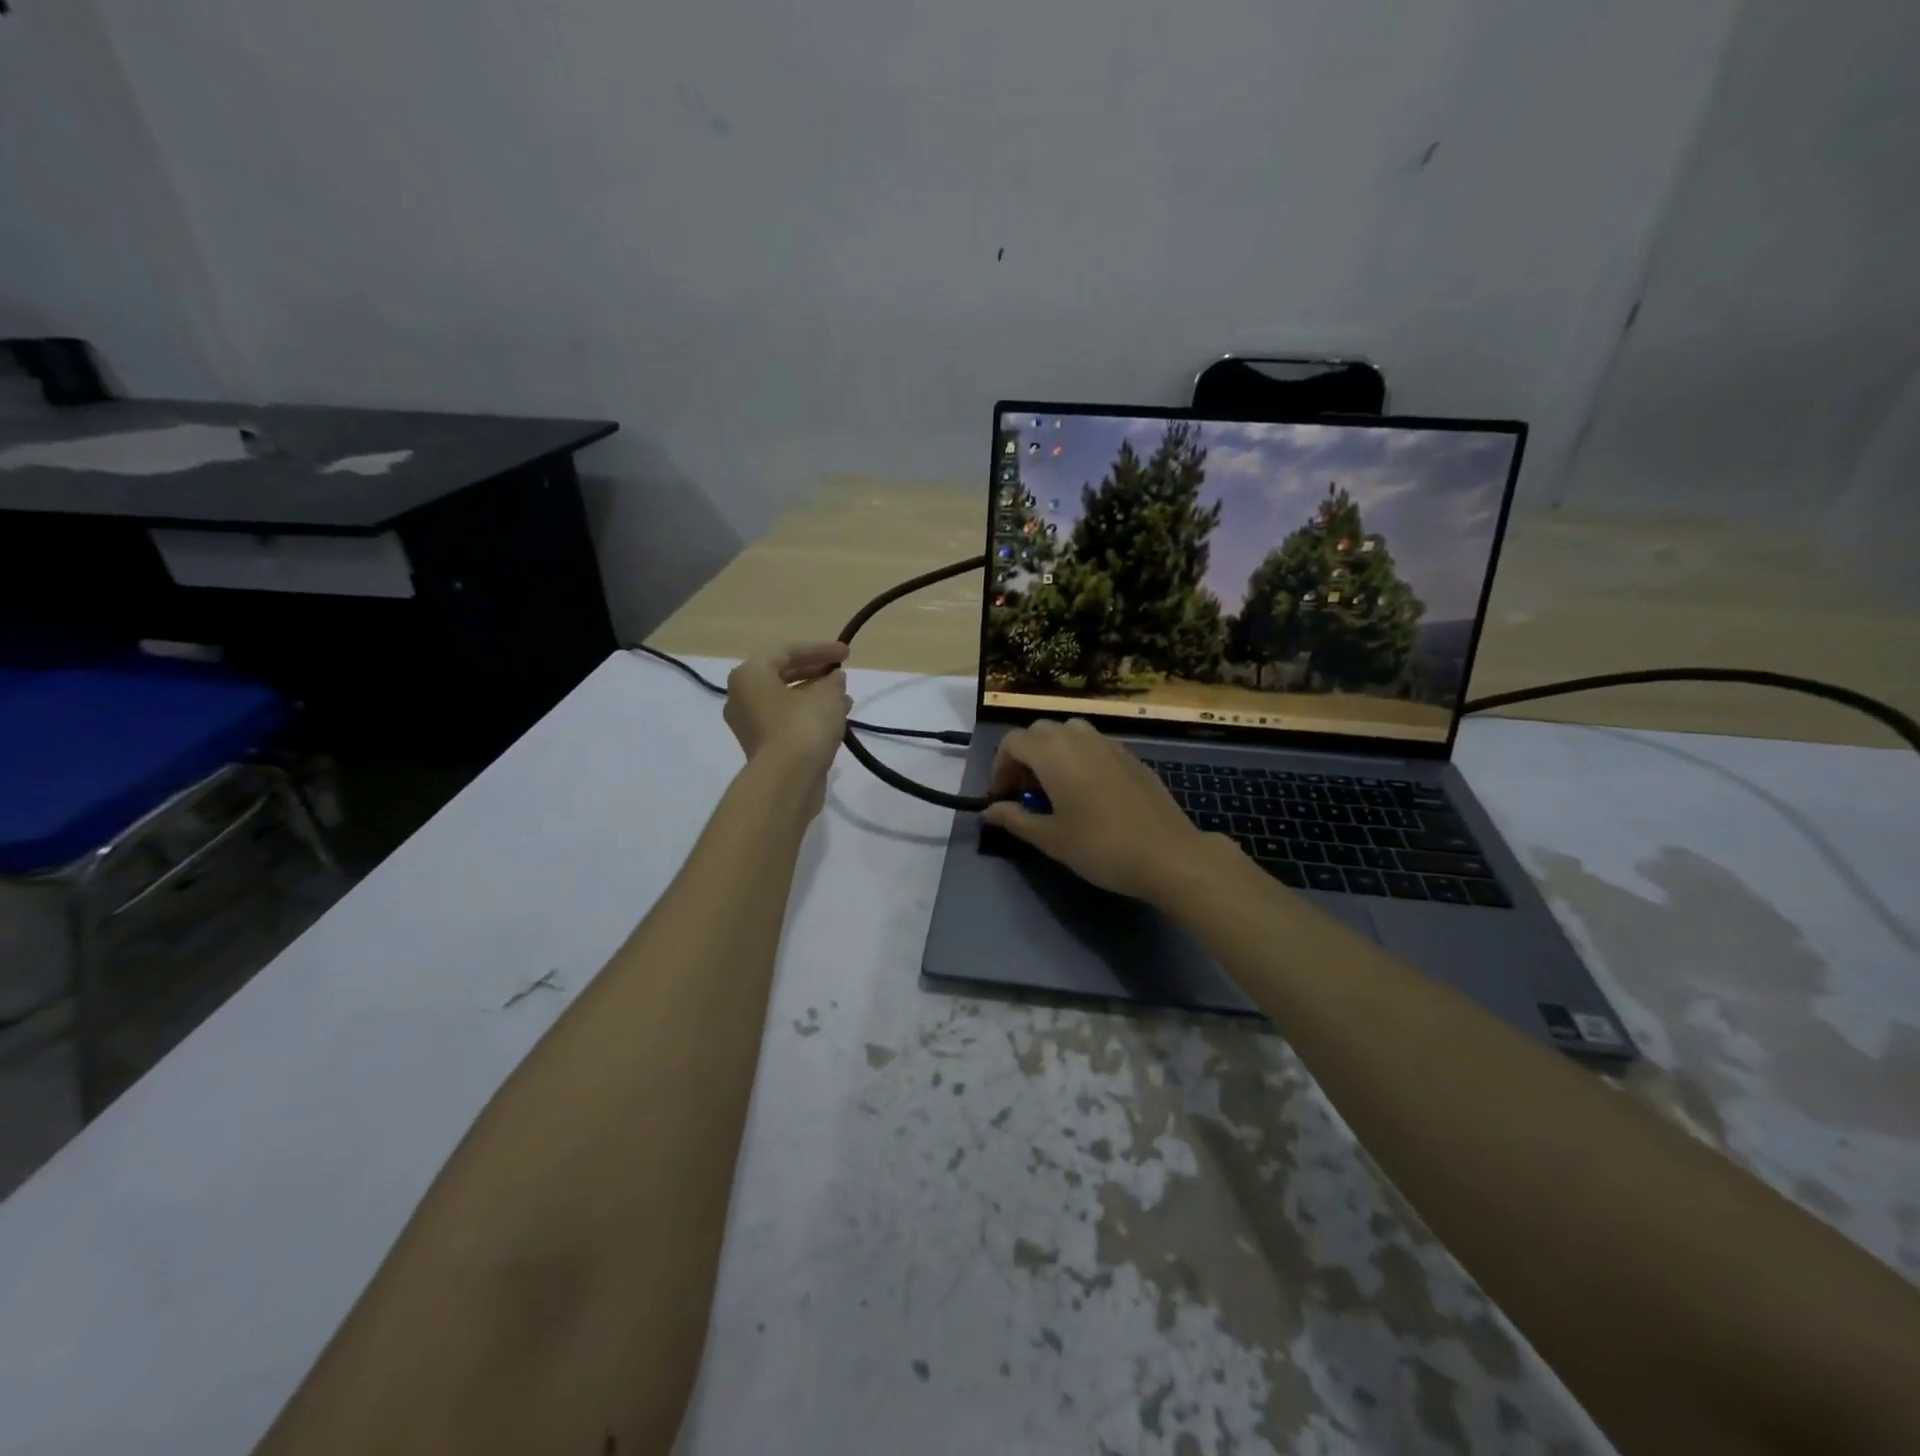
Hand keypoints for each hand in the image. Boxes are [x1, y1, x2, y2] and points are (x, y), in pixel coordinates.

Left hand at [724, 644, 851, 783]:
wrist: (787, 781)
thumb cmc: (804, 726)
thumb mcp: (827, 695)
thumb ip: (833, 680)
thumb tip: (834, 679)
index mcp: (750, 676)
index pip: (786, 651)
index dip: (820, 649)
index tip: (847, 654)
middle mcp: (742, 697)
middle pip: (782, 674)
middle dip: (816, 671)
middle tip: (841, 672)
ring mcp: (750, 725)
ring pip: (786, 700)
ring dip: (816, 695)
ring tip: (845, 697)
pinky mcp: (763, 747)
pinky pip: (787, 721)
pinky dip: (810, 715)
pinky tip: (836, 719)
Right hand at [979, 718, 1211, 901]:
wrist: (1167, 854)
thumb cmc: (1100, 846)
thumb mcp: (1050, 838)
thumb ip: (1015, 819)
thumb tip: (989, 811)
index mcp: (1053, 752)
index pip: (1012, 741)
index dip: (999, 767)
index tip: (1002, 797)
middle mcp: (1079, 738)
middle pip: (1039, 732)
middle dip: (1024, 757)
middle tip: (1025, 793)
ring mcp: (1109, 744)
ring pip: (1069, 733)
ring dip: (1052, 753)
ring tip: (1054, 789)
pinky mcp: (1130, 756)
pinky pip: (1094, 745)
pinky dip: (1079, 758)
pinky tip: (1087, 793)